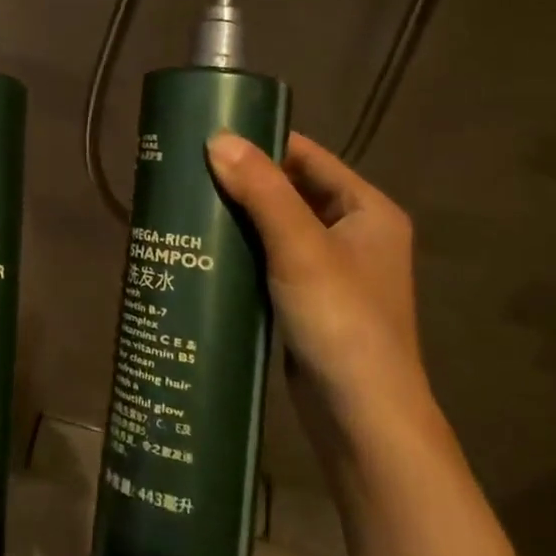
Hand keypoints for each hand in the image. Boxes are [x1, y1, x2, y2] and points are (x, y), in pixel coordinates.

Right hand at [206, 130, 428, 428]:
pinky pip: (271, 260)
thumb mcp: (300, 247)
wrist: (362, 419)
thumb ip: (261, 189)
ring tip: (187, 203)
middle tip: (188, 171)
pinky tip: (204, 248)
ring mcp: (332, 271)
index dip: (262, 142)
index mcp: (368, 210)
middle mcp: (354, 234)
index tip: (209, 136)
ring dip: (239, 216)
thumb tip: (216, 138)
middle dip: (243, 181)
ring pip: (277, 227)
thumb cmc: (341, 321)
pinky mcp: (308, 302)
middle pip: (291, 190)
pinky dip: (242, 250)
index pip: (308, 156)